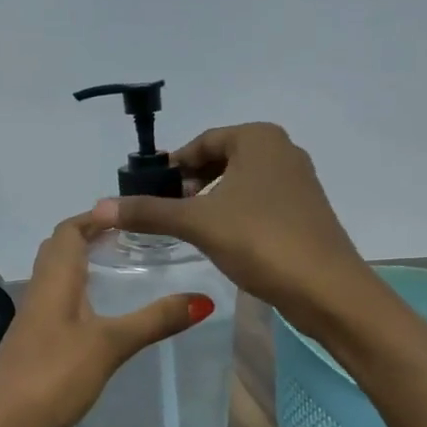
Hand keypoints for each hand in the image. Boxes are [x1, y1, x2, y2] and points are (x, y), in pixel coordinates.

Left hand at [0, 212, 210, 426]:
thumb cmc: (52, 375)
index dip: (95, 217)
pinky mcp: (36, 345)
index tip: (130, 215)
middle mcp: (41, 291)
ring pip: (60, 279)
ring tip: (125, 272)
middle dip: (92, 238)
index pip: (69, 230)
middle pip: (61, 250)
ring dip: (87, 267)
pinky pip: (60, 305)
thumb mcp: (109, 345)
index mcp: (55, 279)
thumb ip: (154, 320)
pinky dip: (83, 297)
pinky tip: (104, 317)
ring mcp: (35, 320)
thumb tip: (203, 298)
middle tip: (132, 240)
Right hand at [93, 122, 370, 334]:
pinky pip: (259, 201)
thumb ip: (149, 212)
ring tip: (190, 226)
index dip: (173, 165)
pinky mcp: (305, 211)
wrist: (326, 288)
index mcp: (259, 138)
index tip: (149, 191)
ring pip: (241, 181)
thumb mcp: (198, 223)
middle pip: (222, 158)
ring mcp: (299, 181)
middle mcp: (283, 150)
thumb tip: (100, 206)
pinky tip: (222, 239)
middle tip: (167, 210)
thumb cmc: (260, 240)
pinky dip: (235, 212)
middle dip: (192, 182)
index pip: (202, 142)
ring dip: (212, 199)